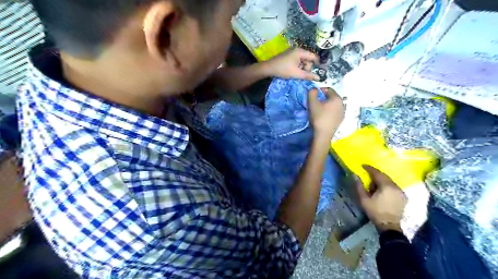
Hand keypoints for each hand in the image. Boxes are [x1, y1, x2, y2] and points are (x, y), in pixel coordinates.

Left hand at [262, 47, 317, 80]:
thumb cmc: (283, 69)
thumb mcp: (296, 74)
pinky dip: (297, 67)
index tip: (319, 72)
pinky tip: (293, 72)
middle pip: (308, 59)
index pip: (314, 57)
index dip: (318, 64)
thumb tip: (319, 78)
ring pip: (302, 61)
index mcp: (300, 51)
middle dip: (307, 68)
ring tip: (296, 74)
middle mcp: (297, 50)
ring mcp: (292, 53)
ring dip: (302, 68)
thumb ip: (308, 76)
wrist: (268, 68)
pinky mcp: (288, 56)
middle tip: (302, 75)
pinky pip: (297, 61)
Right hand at [308, 88, 342, 140]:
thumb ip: (312, 92)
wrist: (323, 134)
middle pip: (332, 97)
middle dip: (324, 98)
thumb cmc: (318, 117)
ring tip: (319, 110)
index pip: (329, 89)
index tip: (313, 95)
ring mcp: (342, 113)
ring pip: (333, 105)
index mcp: (337, 98)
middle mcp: (342, 104)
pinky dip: (329, 112)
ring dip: (327, 105)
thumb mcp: (312, 103)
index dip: (320, 90)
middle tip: (315, 102)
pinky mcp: (340, 120)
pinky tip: (323, 117)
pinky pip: (335, 112)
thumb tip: (314, 89)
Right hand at [356, 166, 405, 232]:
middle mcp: (396, 187)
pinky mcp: (403, 197)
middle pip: (385, 176)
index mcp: (386, 186)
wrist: (389, 226)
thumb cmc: (375, 212)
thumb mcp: (364, 199)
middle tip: (367, 174)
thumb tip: (354, 175)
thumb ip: (359, 186)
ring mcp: (401, 192)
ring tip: (374, 183)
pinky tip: (382, 190)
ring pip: (390, 181)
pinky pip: (394, 187)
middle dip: (376, 174)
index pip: (377, 173)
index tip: (363, 166)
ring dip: (382, 180)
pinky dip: (387, 186)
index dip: (369, 169)